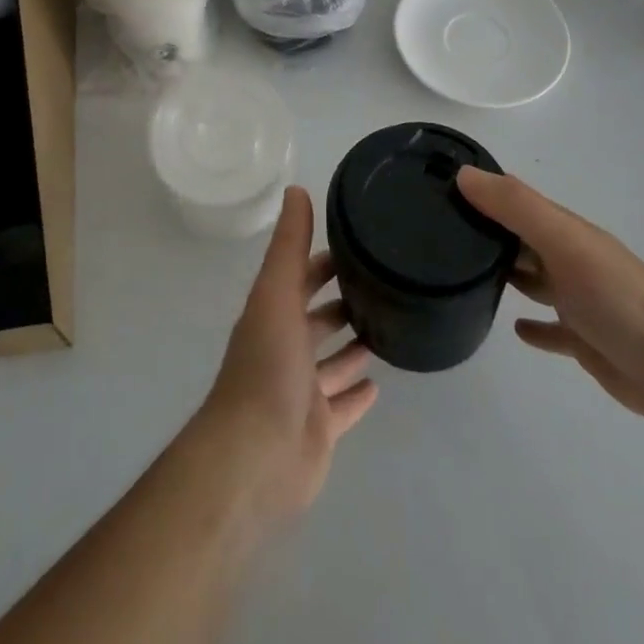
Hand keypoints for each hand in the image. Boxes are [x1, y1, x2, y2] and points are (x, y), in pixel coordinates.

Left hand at [195, 186, 377, 526]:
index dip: (323, 262)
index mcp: (272, 315)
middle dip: (340, 302)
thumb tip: (297, 188)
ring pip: (330, 363)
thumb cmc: (267, 366)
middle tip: (382, 285)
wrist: (256, 455)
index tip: (358, 245)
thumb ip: (289, 245)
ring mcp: (301, 392)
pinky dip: (356, 394)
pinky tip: (379, 385)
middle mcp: (284, 349)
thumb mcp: (277, 293)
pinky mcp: (318, 430)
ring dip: (351, 346)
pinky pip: (342, 408)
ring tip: (386, 326)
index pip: (301, 278)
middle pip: (316, 319)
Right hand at [457, 166, 643, 424]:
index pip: (514, 199)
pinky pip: (550, 329)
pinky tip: (514, 328)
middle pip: (520, 237)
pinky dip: (532, 326)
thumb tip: (463, 175)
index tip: (437, 184)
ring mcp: (577, 299)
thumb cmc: (616, 296)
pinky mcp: (583, 339)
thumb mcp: (563, 241)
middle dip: (486, 230)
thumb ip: (516, 207)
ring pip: (533, 279)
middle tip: (438, 231)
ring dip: (506, 272)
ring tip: (462, 274)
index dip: (481, 189)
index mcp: (563, 230)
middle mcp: (568, 258)